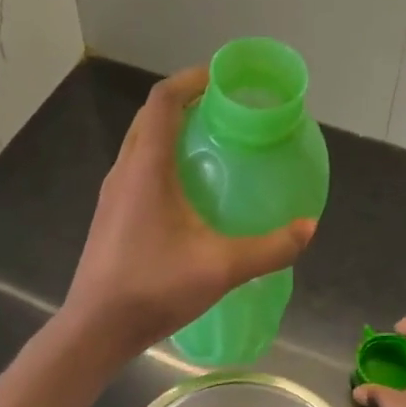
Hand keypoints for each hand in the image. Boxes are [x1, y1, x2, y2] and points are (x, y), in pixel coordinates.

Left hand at [61, 67, 316, 358]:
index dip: (191, 79)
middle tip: (224, 111)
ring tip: (211, 144)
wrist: (96, 327)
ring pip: (141, 144)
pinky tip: (189, 191)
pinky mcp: (111, 215)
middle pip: (150, 117)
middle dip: (185, 102)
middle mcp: (124, 171)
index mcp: (146, 168)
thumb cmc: (153, 288)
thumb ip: (270, 248)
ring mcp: (113, 194)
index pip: (163, 100)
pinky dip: (162, 160)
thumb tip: (308, 228)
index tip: (223, 79)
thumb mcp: (221, 267)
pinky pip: (137, 169)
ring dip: (171, 132)